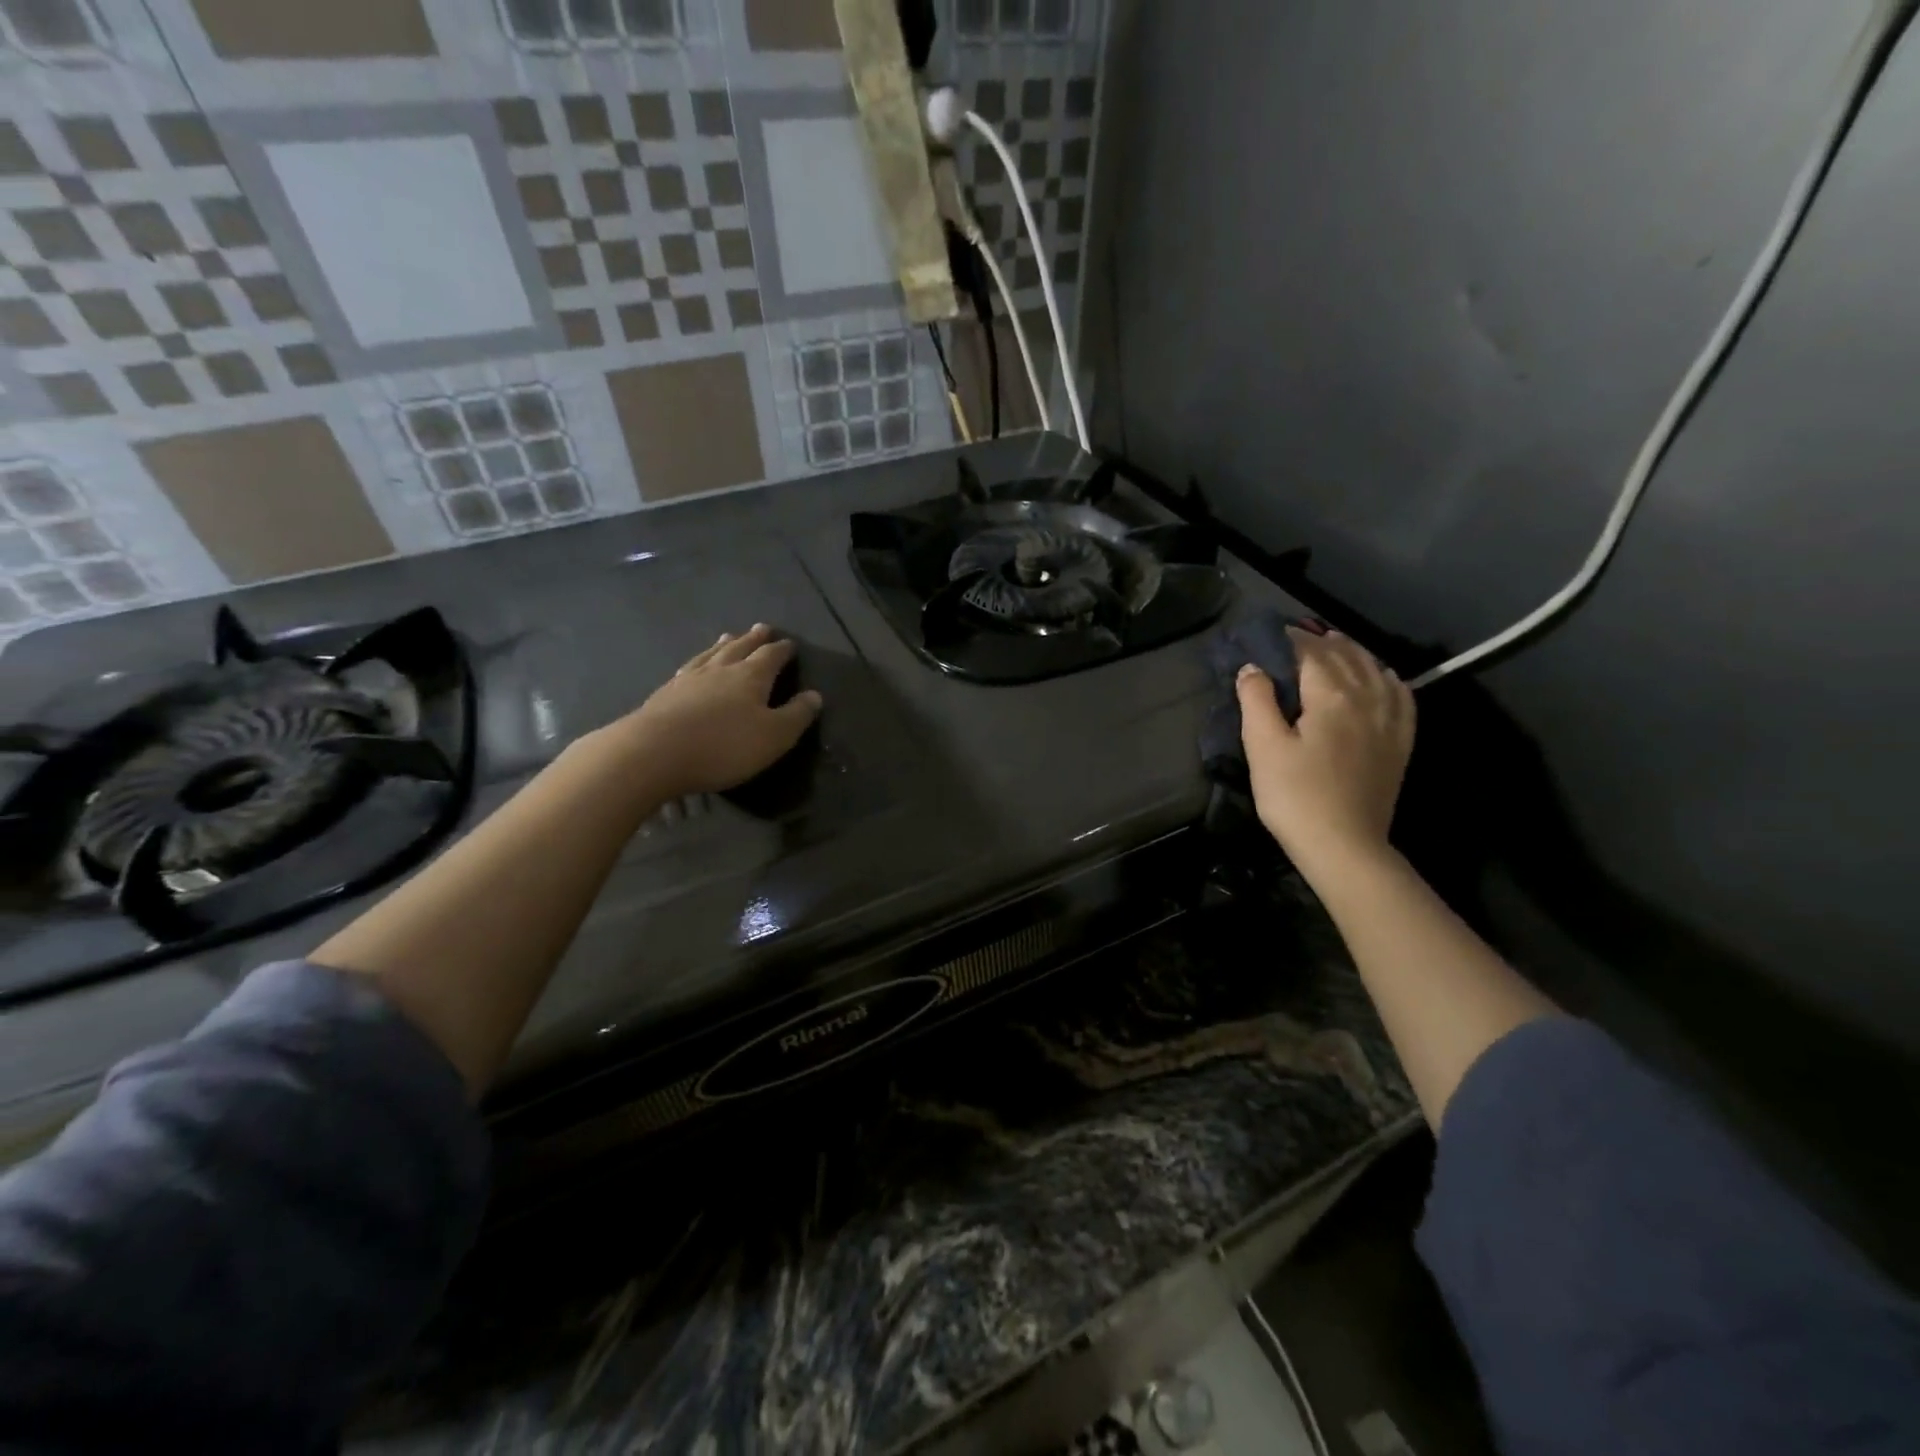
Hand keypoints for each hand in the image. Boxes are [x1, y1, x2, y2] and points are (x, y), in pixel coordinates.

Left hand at [616, 625, 822, 798]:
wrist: (654, 753)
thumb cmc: (724, 746)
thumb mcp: (774, 736)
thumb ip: (796, 715)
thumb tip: (815, 695)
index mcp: (750, 677)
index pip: (771, 656)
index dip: (783, 650)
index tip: (791, 644)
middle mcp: (720, 669)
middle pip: (740, 648)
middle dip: (753, 639)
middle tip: (762, 628)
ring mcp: (689, 679)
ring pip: (711, 654)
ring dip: (723, 645)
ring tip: (728, 637)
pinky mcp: (665, 694)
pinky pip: (688, 669)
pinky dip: (697, 662)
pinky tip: (693, 666)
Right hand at [1237, 629, 1413, 873]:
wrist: (1344, 845)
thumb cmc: (1295, 796)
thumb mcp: (1263, 747)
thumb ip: (1257, 700)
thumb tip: (1252, 667)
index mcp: (1331, 695)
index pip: (1310, 652)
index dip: (1289, 638)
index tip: (1268, 633)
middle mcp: (1367, 697)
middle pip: (1345, 655)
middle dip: (1320, 641)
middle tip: (1295, 637)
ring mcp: (1390, 720)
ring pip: (1375, 669)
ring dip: (1352, 651)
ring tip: (1334, 644)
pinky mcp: (1399, 741)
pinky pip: (1400, 694)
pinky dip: (1386, 676)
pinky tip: (1379, 675)